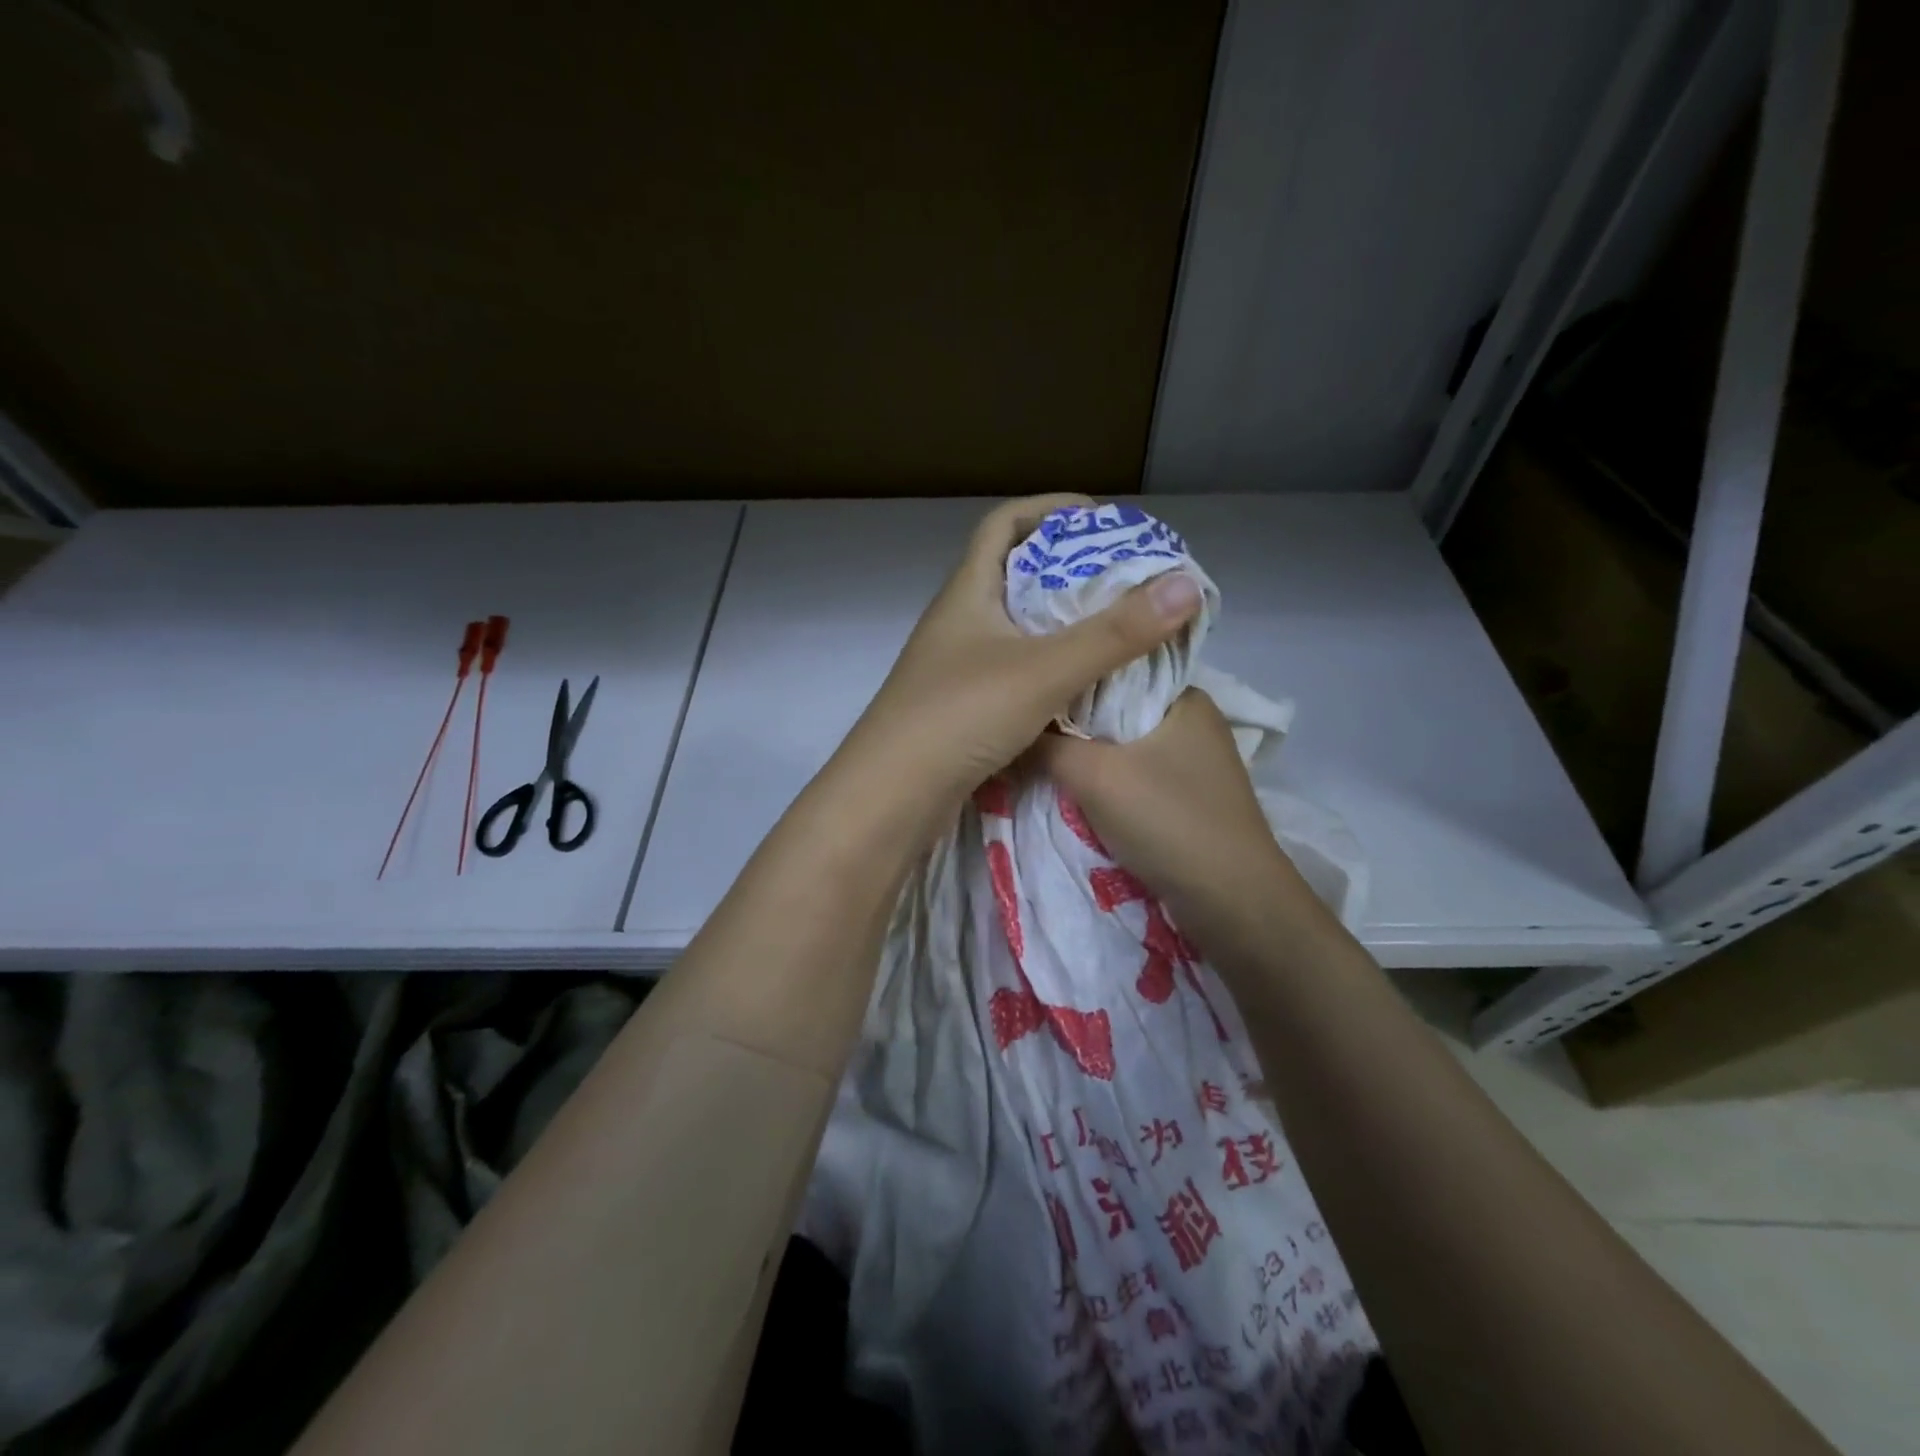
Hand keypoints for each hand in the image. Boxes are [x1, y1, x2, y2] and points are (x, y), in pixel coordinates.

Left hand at [845, 494, 1202, 807]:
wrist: (891, 797)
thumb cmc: (960, 716)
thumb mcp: (1044, 669)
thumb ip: (1115, 633)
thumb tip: (1186, 585)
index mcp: (967, 593)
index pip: (1003, 525)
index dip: (1049, 509)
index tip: (1101, 519)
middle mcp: (958, 622)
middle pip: (1013, 574)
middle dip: (1067, 567)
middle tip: (1123, 577)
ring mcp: (956, 667)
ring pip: (1015, 627)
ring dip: (1060, 621)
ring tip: (1114, 627)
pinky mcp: (962, 707)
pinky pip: (1014, 670)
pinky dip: (1049, 666)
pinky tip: (1082, 684)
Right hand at [1030, 688, 1299, 934]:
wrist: (1230, 901)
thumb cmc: (1167, 820)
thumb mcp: (1093, 775)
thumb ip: (1047, 745)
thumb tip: (1012, 730)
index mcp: (1186, 697)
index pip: (1118, 665)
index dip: (1072, 672)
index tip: (1031, 684)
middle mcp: (1194, 722)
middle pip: (1118, 708)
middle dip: (1075, 719)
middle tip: (1024, 721)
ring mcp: (1194, 763)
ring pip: (1124, 745)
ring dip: (1088, 755)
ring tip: (1039, 753)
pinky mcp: (1188, 798)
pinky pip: (1135, 775)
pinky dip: (1107, 781)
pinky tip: (1074, 788)